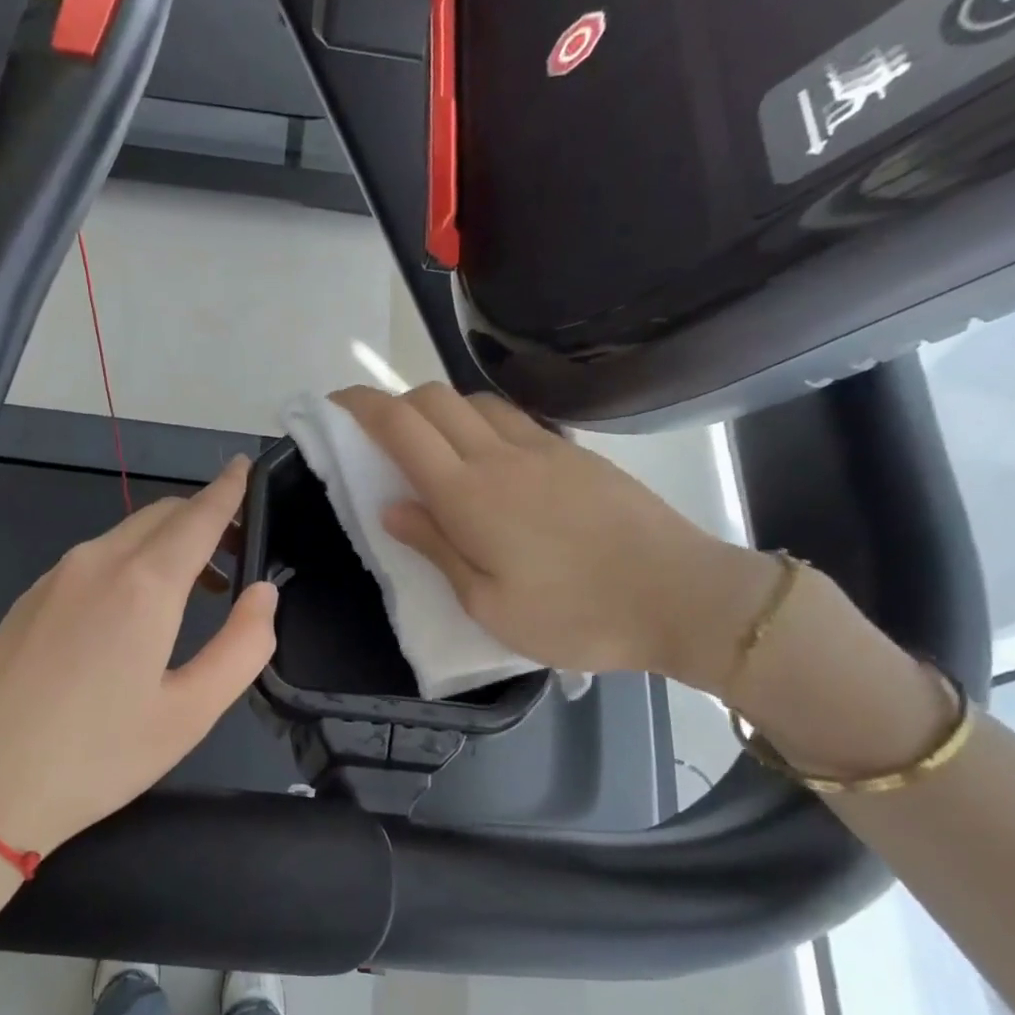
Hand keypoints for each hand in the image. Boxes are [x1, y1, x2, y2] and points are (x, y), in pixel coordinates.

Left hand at [0, 457, 277, 860]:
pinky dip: (129, 562)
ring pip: (124, 536)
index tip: (246, 467)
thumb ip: (242, 646)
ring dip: (166, 544)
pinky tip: (132, 612)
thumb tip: (263, 594)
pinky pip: (92, 560)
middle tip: (236, 552)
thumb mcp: (189, 713)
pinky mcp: (27, 600)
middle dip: (203, 518)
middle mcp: (96, 563)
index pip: (198, 516)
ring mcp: (53, 578)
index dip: (228, 490)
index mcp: (143, 585)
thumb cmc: (96, 758)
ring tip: (195, 588)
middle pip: (161, 516)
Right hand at [332, 384, 774, 689]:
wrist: (680, 597)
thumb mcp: (488, 605)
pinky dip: (480, 421)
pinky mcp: (575, 454)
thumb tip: (391, 508)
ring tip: (429, 446)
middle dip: (393, 402)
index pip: (401, 427)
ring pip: (474, 401)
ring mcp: (543, 448)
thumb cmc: (574, 616)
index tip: (334, 406)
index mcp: (469, 495)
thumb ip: (436, 548)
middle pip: (433, 398)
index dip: (360, 407)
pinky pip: (512, 418)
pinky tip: (486, 456)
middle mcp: (500, 456)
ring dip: (438, 410)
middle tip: (376, 435)